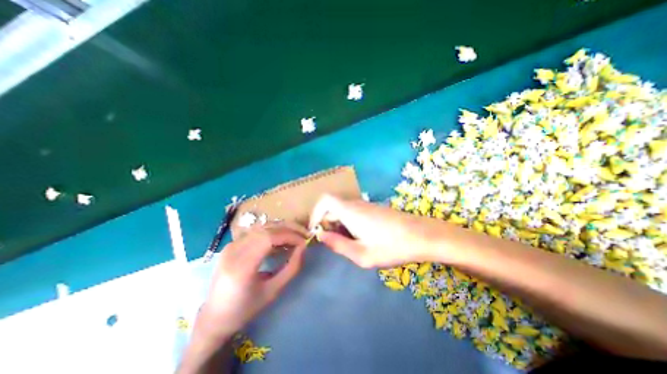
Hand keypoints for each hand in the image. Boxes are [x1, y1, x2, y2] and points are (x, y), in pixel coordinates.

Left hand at [196, 224, 307, 343]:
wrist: (213, 317)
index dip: (290, 236)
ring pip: (262, 227)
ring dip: (281, 228)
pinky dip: (272, 232)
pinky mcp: (232, 244)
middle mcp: (233, 251)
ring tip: (295, 236)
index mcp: (241, 266)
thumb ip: (291, 268)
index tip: (304, 242)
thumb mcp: (273, 291)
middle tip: (304, 234)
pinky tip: (280, 240)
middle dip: (288, 229)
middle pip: (266, 228)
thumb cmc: (245, 309)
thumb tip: (303, 248)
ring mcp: (230, 245)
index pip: (269, 238)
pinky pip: (256, 231)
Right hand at [310, 196, 449, 268]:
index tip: (316, 230)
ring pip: (343, 210)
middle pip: (332, 206)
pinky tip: (359, 238)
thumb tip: (321, 236)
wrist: (422, 235)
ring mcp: (366, 205)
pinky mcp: (374, 209)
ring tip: (347, 243)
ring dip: (338, 224)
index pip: (325, 200)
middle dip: (327, 223)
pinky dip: (349, 223)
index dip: (316, 212)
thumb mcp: (362, 254)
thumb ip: (338, 245)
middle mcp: (356, 203)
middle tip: (332, 242)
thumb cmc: (392, 246)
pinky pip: (353, 212)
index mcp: (350, 211)